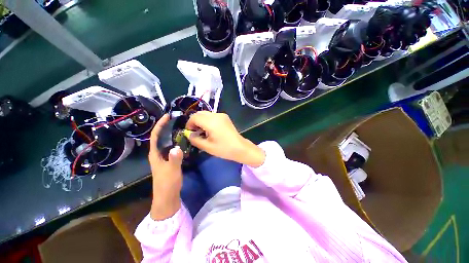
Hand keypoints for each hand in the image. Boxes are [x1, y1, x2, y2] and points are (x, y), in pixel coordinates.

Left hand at [148, 114, 183, 219]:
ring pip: (166, 141)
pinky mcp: (169, 160)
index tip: (167, 116)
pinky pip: (171, 147)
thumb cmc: (167, 183)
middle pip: (160, 136)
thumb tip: (177, 147)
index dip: (160, 125)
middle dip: (166, 127)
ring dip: (171, 133)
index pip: (155, 135)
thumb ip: (174, 159)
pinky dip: (176, 141)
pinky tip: (183, 140)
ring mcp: (163, 157)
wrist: (167, 196)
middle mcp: (157, 153)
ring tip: (180, 126)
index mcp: (154, 154)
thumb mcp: (171, 171)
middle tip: (176, 119)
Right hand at [186, 111, 264, 166]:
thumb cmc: (223, 148)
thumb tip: (189, 134)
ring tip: (202, 132)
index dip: (189, 124)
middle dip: (194, 121)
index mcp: (211, 122)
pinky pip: (212, 116)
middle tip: (195, 132)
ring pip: (206, 114)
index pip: (194, 117)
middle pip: (199, 113)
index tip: (189, 132)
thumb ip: (195, 139)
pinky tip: (210, 129)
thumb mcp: (207, 146)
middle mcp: (216, 115)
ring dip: (201, 120)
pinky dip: (207, 120)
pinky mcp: (225, 117)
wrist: (240, 147)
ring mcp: (221, 115)